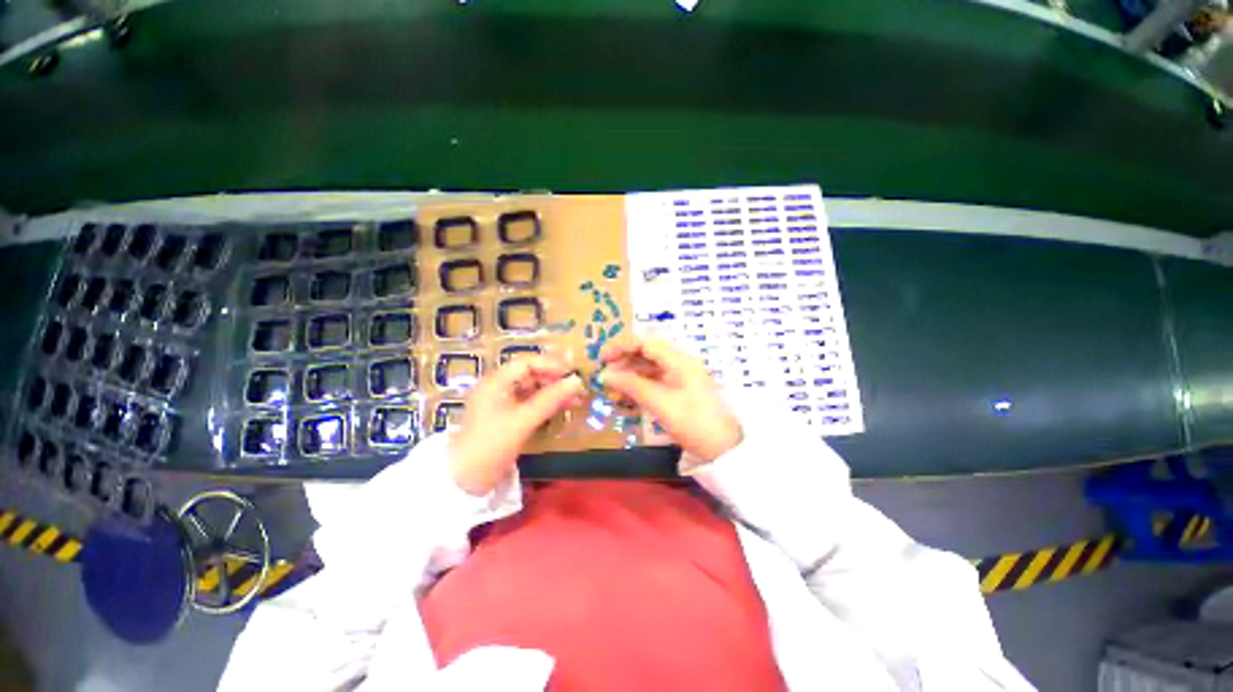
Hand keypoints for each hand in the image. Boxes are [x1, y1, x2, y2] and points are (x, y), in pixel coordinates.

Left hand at [449, 356, 586, 495]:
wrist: (464, 481)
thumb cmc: (491, 445)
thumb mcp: (523, 420)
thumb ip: (550, 399)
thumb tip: (577, 381)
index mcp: (496, 382)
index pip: (527, 363)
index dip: (550, 365)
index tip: (571, 373)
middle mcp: (498, 387)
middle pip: (531, 374)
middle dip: (555, 379)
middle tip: (577, 387)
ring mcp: (502, 403)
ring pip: (533, 390)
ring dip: (553, 392)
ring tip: (576, 399)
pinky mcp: (507, 417)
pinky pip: (531, 403)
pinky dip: (547, 404)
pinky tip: (563, 408)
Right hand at [599, 336, 742, 461]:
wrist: (723, 449)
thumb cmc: (692, 422)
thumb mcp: (660, 403)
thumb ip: (631, 385)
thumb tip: (605, 375)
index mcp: (679, 360)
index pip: (646, 343)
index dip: (623, 346)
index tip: (603, 358)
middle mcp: (679, 364)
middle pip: (647, 354)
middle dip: (624, 362)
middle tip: (605, 376)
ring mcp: (680, 378)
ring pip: (649, 369)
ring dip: (630, 375)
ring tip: (612, 388)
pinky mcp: (679, 391)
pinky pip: (655, 382)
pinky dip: (640, 387)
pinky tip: (626, 397)